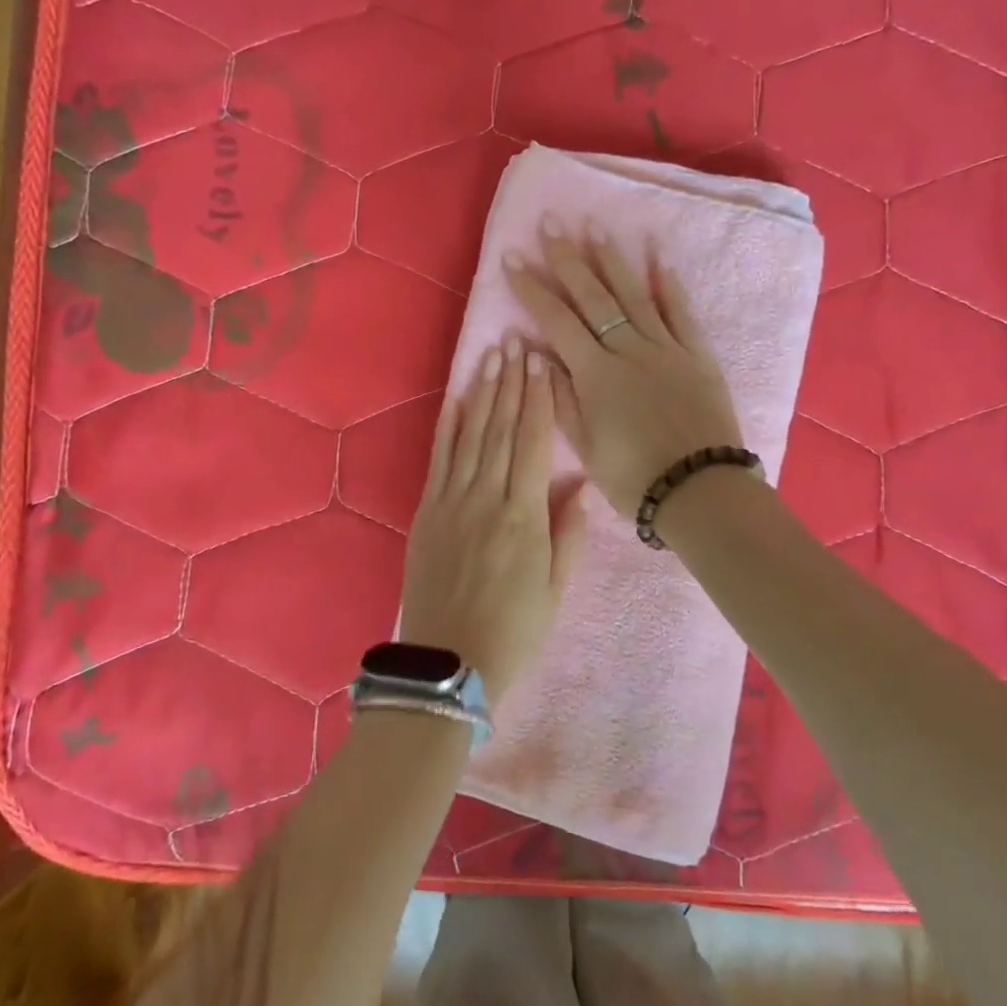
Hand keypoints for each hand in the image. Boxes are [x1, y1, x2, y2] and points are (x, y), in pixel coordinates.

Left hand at [400, 336, 587, 696]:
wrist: (449, 663)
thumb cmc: (515, 630)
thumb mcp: (556, 589)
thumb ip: (569, 533)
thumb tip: (579, 484)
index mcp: (523, 515)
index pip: (532, 442)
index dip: (539, 400)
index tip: (542, 363)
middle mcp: (486, 497)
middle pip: (500, 428)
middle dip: (511, 383)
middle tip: (517, 342)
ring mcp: (451, 502)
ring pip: (471, 436)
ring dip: (482, 393)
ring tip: (492, 357)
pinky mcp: (426, 512)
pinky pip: (438, 459)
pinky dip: (447, 426)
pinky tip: (456, 398)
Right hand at [505, 222, 742, 516]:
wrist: (699, 489)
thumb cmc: (633, 477)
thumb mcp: (585, 447)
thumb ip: (560, 397)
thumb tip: (536, 353)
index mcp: (595, 374)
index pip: (556, 321)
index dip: (532, 289)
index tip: (513, 259)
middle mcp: (628, 350)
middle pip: (594, 297)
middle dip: (568, 259)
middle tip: (551, 223)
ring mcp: (666, 348)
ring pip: (635, 296)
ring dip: (613, 261)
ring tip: (596, 229)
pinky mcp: (697, 355)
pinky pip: (682, 313)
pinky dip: (670, 286)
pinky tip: (659, 260)